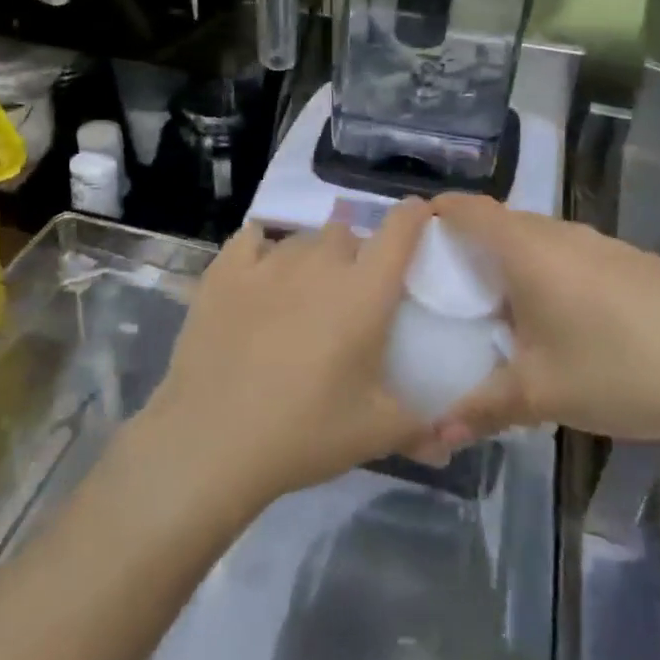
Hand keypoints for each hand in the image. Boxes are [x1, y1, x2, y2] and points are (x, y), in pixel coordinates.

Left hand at [142, 199, 434, 506]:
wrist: (212, 439)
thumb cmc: (305, 432)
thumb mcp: (375, 433)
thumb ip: (420, 427)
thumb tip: (448, 442)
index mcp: (364, 291)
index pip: (400, 230)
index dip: (414, 216)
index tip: (419, 218)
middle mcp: (319, 263)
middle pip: (346, 234)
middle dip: (355, 254)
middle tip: (350, 295)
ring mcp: (267, 263)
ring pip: (300, 240)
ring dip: (311, 258)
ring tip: (302, 295)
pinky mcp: (223, 272)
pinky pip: (249, 239)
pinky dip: (260, 250)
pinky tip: (258, 274)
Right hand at [431, 195, 659, 449]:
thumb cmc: (618, 372)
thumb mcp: (540, 395)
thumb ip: (480, 408)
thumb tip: (431, 434)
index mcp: (529, 251)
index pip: (469, 209)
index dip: (437, 212)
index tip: (414, 236)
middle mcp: (564, 234)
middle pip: (503, 221)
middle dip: (472, 243)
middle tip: (449, 284)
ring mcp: (606, 244)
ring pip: (543, 237)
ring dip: (516, 259)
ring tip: (504, 304)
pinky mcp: (637, 262)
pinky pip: (576, 252)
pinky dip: (553, 269)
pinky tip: (567, 317)